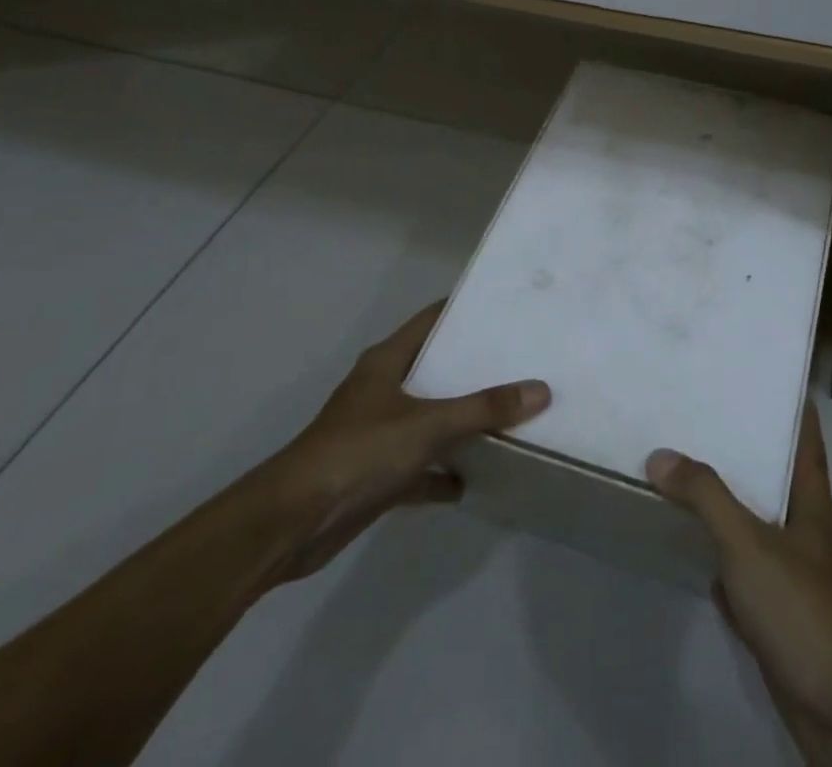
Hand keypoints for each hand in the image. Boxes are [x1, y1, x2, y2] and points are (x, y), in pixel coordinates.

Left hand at [260, 301, 550, 584]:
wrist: (291, 524)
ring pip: (430, 419)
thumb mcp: (427, 424)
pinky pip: (421, 467)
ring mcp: (379, 434)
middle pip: (435, 369)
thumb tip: (540, 389)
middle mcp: (383, 390)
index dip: (465, 311)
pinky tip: (477, 479)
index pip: (432, 320)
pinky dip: (445, 472)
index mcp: (387, 362)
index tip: (506, 307)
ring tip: (510, 413)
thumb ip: (484, 408)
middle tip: (522, 359)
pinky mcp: (377, 475)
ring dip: (462, 421)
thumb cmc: (357, 452)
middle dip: (474, 368)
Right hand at [646, 404, 831, 739]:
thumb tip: (661, 456)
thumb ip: (705, 496)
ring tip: (693, 481)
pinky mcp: (784, 619)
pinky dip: (726, 565)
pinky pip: (750, 578)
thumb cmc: (801, 605)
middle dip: (748, 455)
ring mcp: (799, 578)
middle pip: (778, 480)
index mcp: (812, 502)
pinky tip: (700, 559)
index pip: (806, 439)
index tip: (766, 380)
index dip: (792, 408)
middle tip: (707, 424)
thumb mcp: (747, 541)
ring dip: (733, 509)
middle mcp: (809, 532)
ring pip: (760, 528)